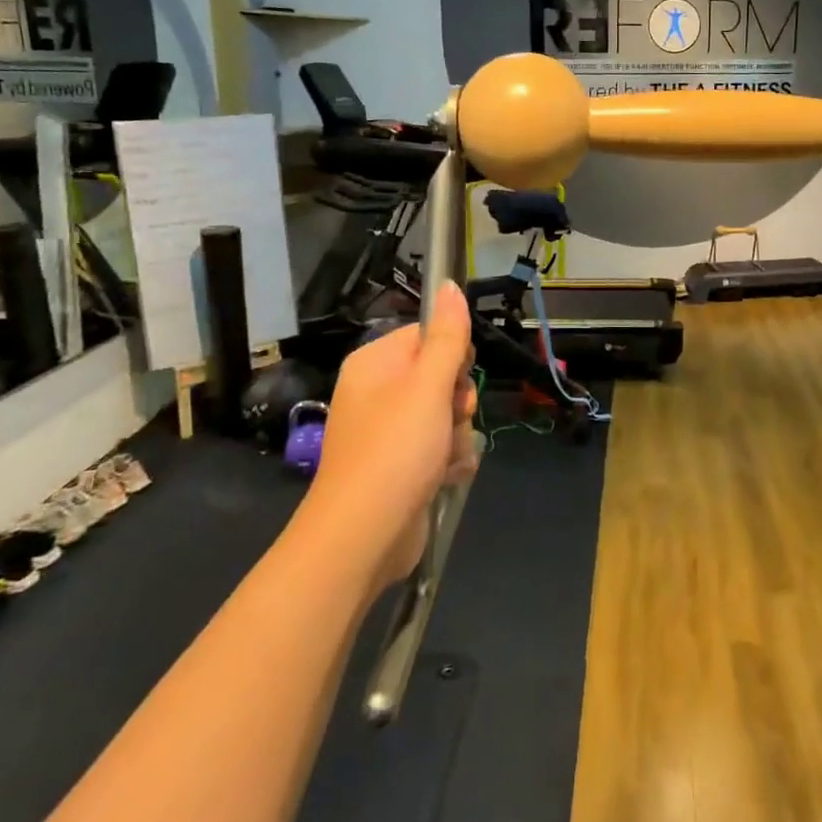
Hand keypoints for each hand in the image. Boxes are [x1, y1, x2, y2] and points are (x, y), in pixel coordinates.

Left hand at [305, 283, 478, 590]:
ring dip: (458, 436)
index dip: (453, 354)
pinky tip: (444, 477)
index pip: (428, 336)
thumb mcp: (428, 386)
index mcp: (376, 364)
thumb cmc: (395, 450)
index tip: (459, 376)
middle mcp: (380, 393)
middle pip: (443, 377)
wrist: (363, 537)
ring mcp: (390, 433)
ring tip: (443, 457)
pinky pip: (442, 447)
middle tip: (450, 418)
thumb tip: (449, 284)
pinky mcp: (403, 466)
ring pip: (448, 416)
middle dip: (459, 401)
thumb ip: (446, 336)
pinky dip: (450, 461)